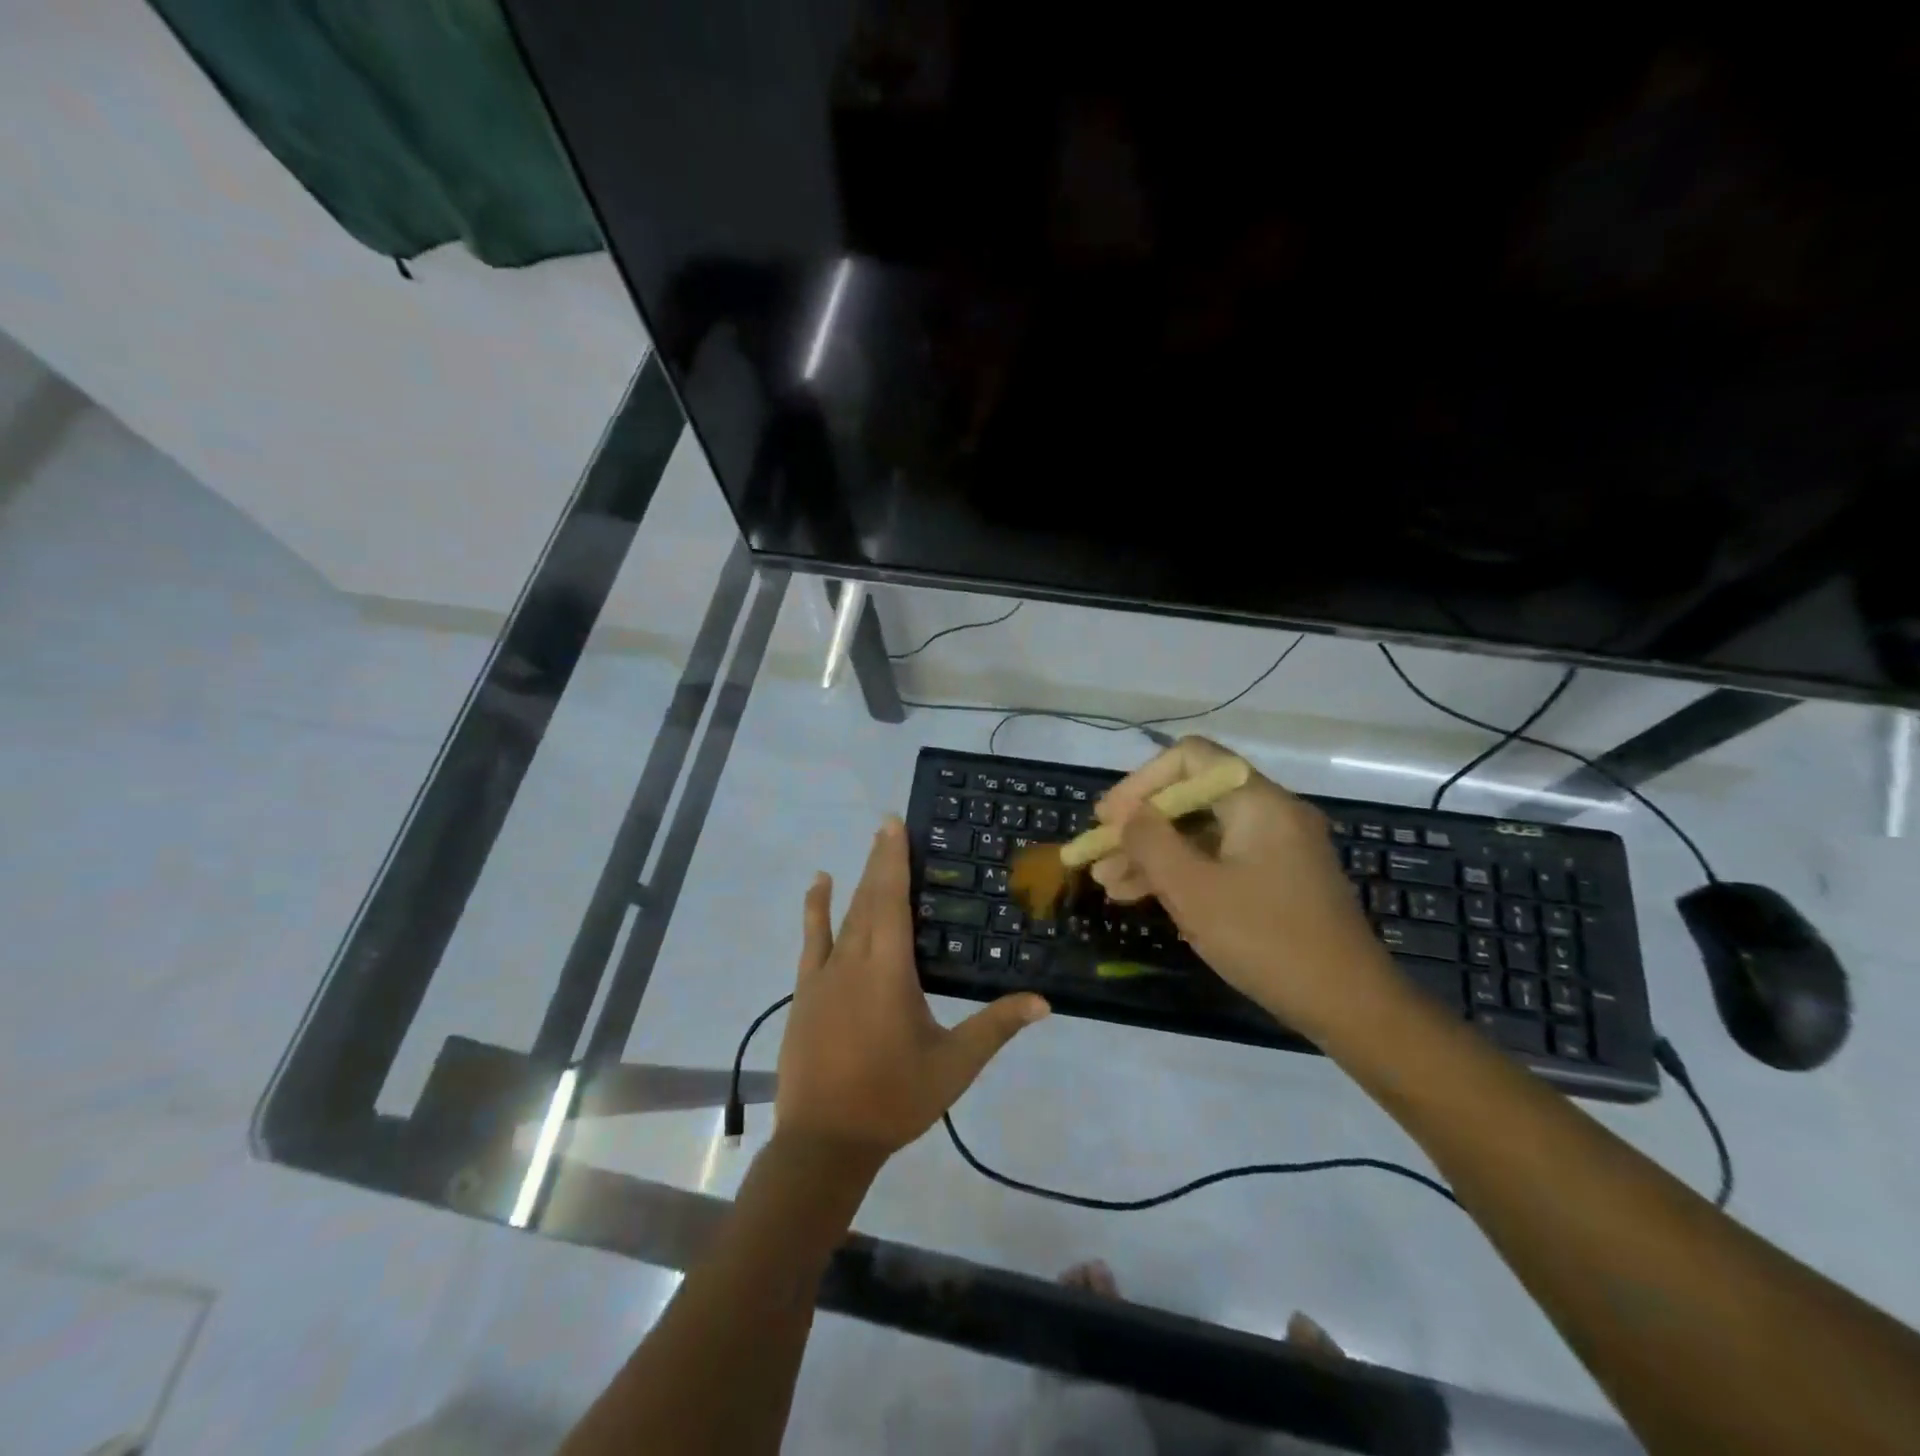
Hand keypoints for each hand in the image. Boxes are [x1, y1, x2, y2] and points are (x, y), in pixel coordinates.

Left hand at [775, 819, 1049, 1160]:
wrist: (824, 1141)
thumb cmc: (893, 1099)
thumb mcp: (954, 1065)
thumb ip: (996, 1027)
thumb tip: (1044, 1002)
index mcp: (889, 970)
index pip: (893, 900)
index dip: (895, 860)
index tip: (895, 825)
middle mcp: (854, 960)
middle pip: (869, 898)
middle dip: (880, 859)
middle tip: (889, 825)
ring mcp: (824, 974)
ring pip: (844, 914)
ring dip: (858, 878)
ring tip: (870, 846)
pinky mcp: (805, 990)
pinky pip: (811, 938)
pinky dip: (816, 908)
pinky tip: (818, 885)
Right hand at [1091, 737, 1395, 1037]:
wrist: (1350, 1006)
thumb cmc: (1266, 939)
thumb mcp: (1194, 890)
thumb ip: (1151, 843)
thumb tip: (1127, 815)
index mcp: (1258, 801)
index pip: (1190, 758)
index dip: (1141, 782)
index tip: (1108, 818)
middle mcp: (1270, 813)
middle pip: (1191, 798)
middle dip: (1139, 825)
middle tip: (1098, 854)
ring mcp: (1275, 848)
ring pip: (1200, 834)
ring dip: (1152, 854)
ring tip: (1106, 883)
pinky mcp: (1276, 880)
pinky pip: (1218, 861)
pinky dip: (1180, 873)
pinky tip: (1140, 895)